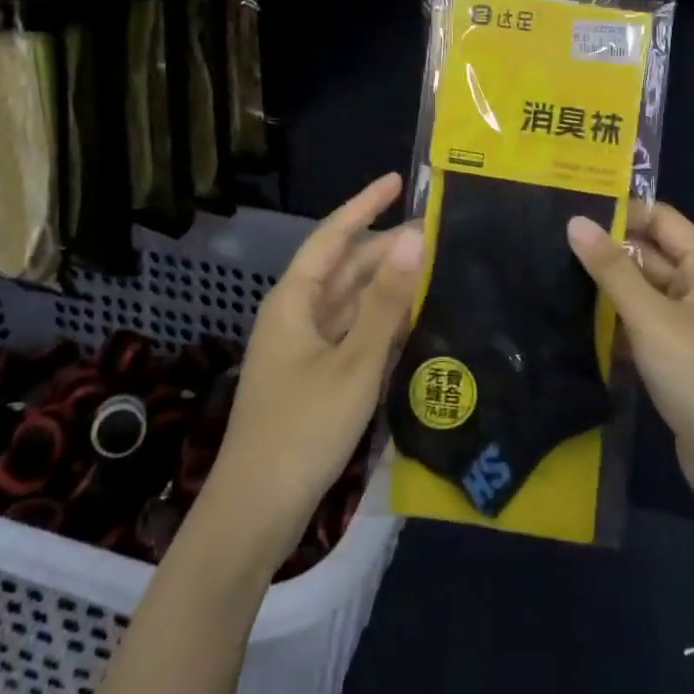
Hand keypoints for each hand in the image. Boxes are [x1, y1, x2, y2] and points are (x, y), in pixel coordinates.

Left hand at [202, 173, 423, 571]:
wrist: (256, 512)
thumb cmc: (302, 430)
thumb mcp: (353, 363)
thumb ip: (385, 303)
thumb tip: (413, 239)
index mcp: (294, 300)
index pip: (333, 236)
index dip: (364, 204)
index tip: (398, 181)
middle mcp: (297, 314)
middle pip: (345, 268)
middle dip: (386, 248)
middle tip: (436, 233)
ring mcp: (305, 347)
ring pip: (351, 301)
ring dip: (387, 285)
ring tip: (434, 268)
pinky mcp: (315, 376)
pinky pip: (353, 333)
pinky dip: (382, 321)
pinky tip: (414, 319)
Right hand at [567, 203, 693, 522]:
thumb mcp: (651, 316)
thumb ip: (611, 268)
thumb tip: (575, 222)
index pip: (660, 220)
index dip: (621, 210)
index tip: (571, 207)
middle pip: (648, 255)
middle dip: (605, 250)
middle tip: (549, 242)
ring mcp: (689, 327)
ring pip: (640, 293)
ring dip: (605, 289)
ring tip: (550, 274)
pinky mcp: (676, 360)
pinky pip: (639, 327)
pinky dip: (613, 323)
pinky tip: (571, 320)